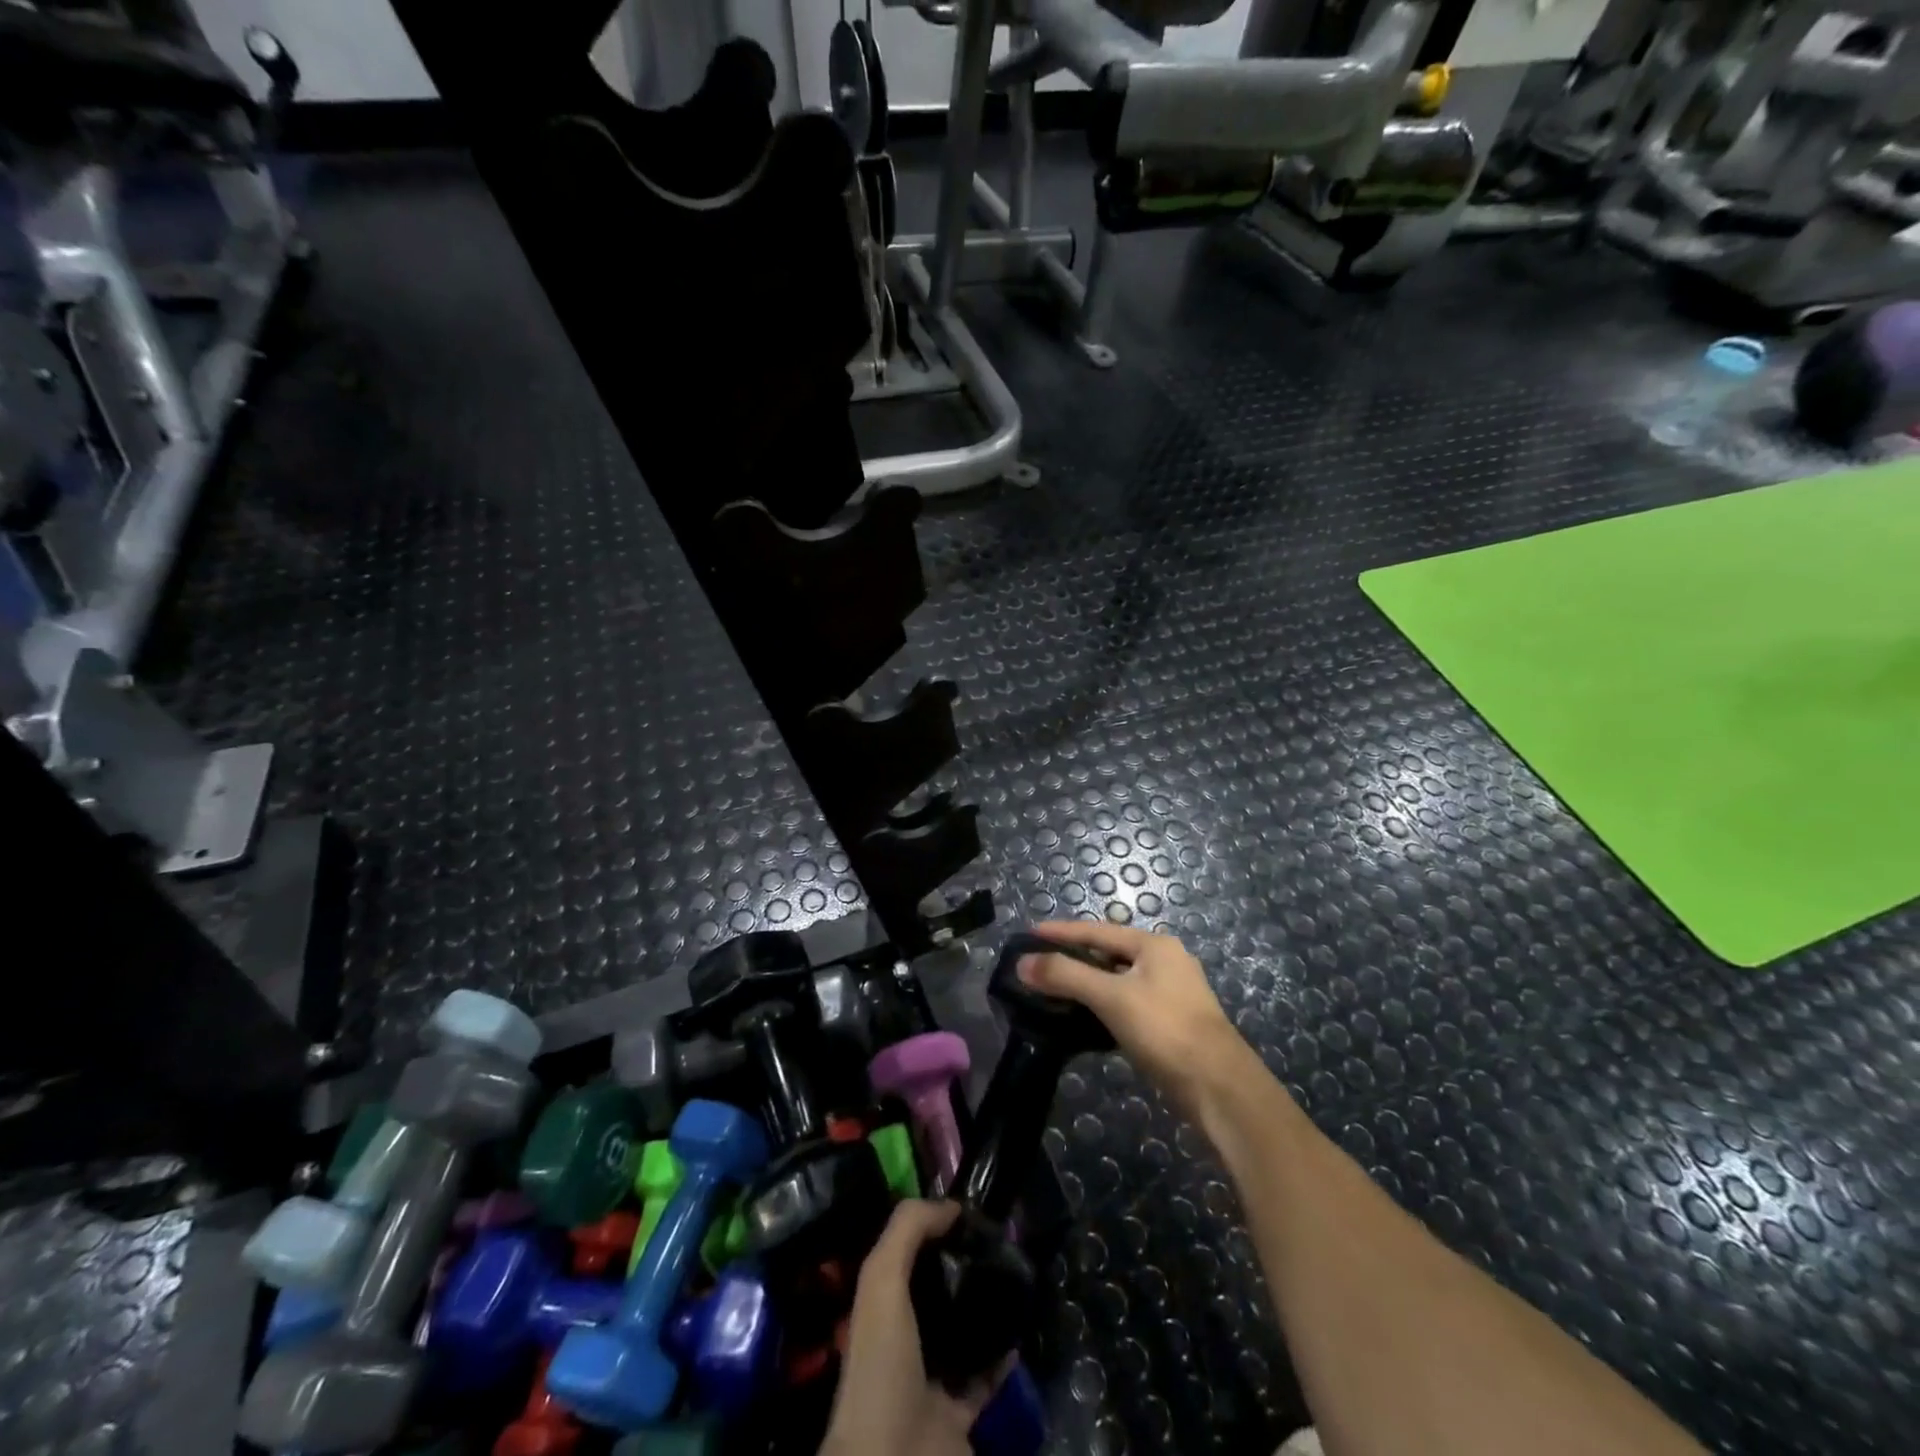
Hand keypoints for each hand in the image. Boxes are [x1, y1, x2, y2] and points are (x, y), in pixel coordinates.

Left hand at [821, 1200, 1002, 1455]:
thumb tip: (950, 1205)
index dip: (932, 1230)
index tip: (967, 1211)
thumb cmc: (882, 1362)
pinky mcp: (959, 1413)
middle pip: (937, 1291)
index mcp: (881, 1306)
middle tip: (998, 1243)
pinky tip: (1017, 1330)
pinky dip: (1001, 1356)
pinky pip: (985, 1376)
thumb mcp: (882, 1279)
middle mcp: (904, 1338)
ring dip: (985, 1308)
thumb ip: (908, 1230)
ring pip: (963, 1331)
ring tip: (1013, 1277)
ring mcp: (931, 1378)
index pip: (907, 1256)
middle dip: (963, 1267)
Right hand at [1017, 919, 1252, 1122]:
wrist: (1220, 1087)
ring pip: (1116, 980)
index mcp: (1154, 945)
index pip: (1097, 930)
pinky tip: (1082, 1019)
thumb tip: (1023, 963)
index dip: (1061, 932)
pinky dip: (1101, 1006)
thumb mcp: (1112, 997)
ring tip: (1051, 990)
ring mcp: (1170, 993)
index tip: (1028, 934)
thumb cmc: (1165, 1029)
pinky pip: (1126, 1003)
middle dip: (1072, 958)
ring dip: (1085, 984)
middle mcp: (1164, 961)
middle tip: (1036, 965)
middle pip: (1107, 953)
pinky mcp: (1169, 1023)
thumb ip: (1066, 975)